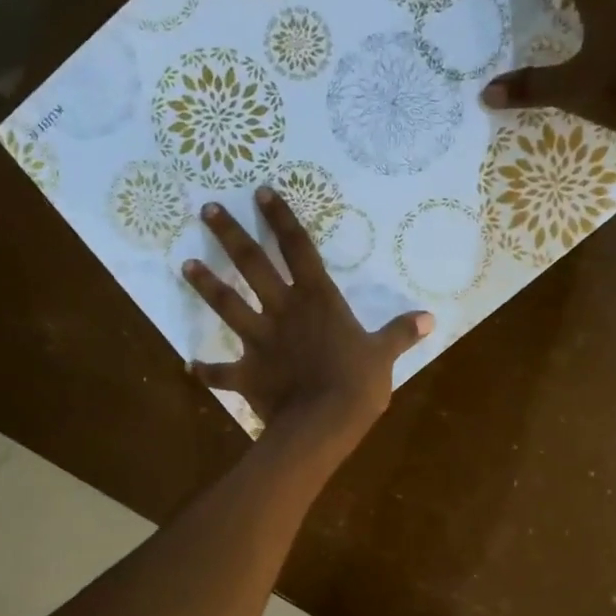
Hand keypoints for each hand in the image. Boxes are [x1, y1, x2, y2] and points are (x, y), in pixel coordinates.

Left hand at [185, 188, 433, 456]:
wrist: (324, 422)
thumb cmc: (357, 383)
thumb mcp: (384, 355)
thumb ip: (401, 333)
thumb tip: (430, 318)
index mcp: (318, 299)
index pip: (298, 249)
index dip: (281, 219)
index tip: (261, 193)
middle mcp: (284, 311)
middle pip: (253, 265)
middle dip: (230, 235)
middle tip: (208, 210)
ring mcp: (260, 341)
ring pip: (228, 306)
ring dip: (207, 286)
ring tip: (185, 265)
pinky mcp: (247, 374)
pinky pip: (222, 374)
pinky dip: (207, 372)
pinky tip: (190, 367)